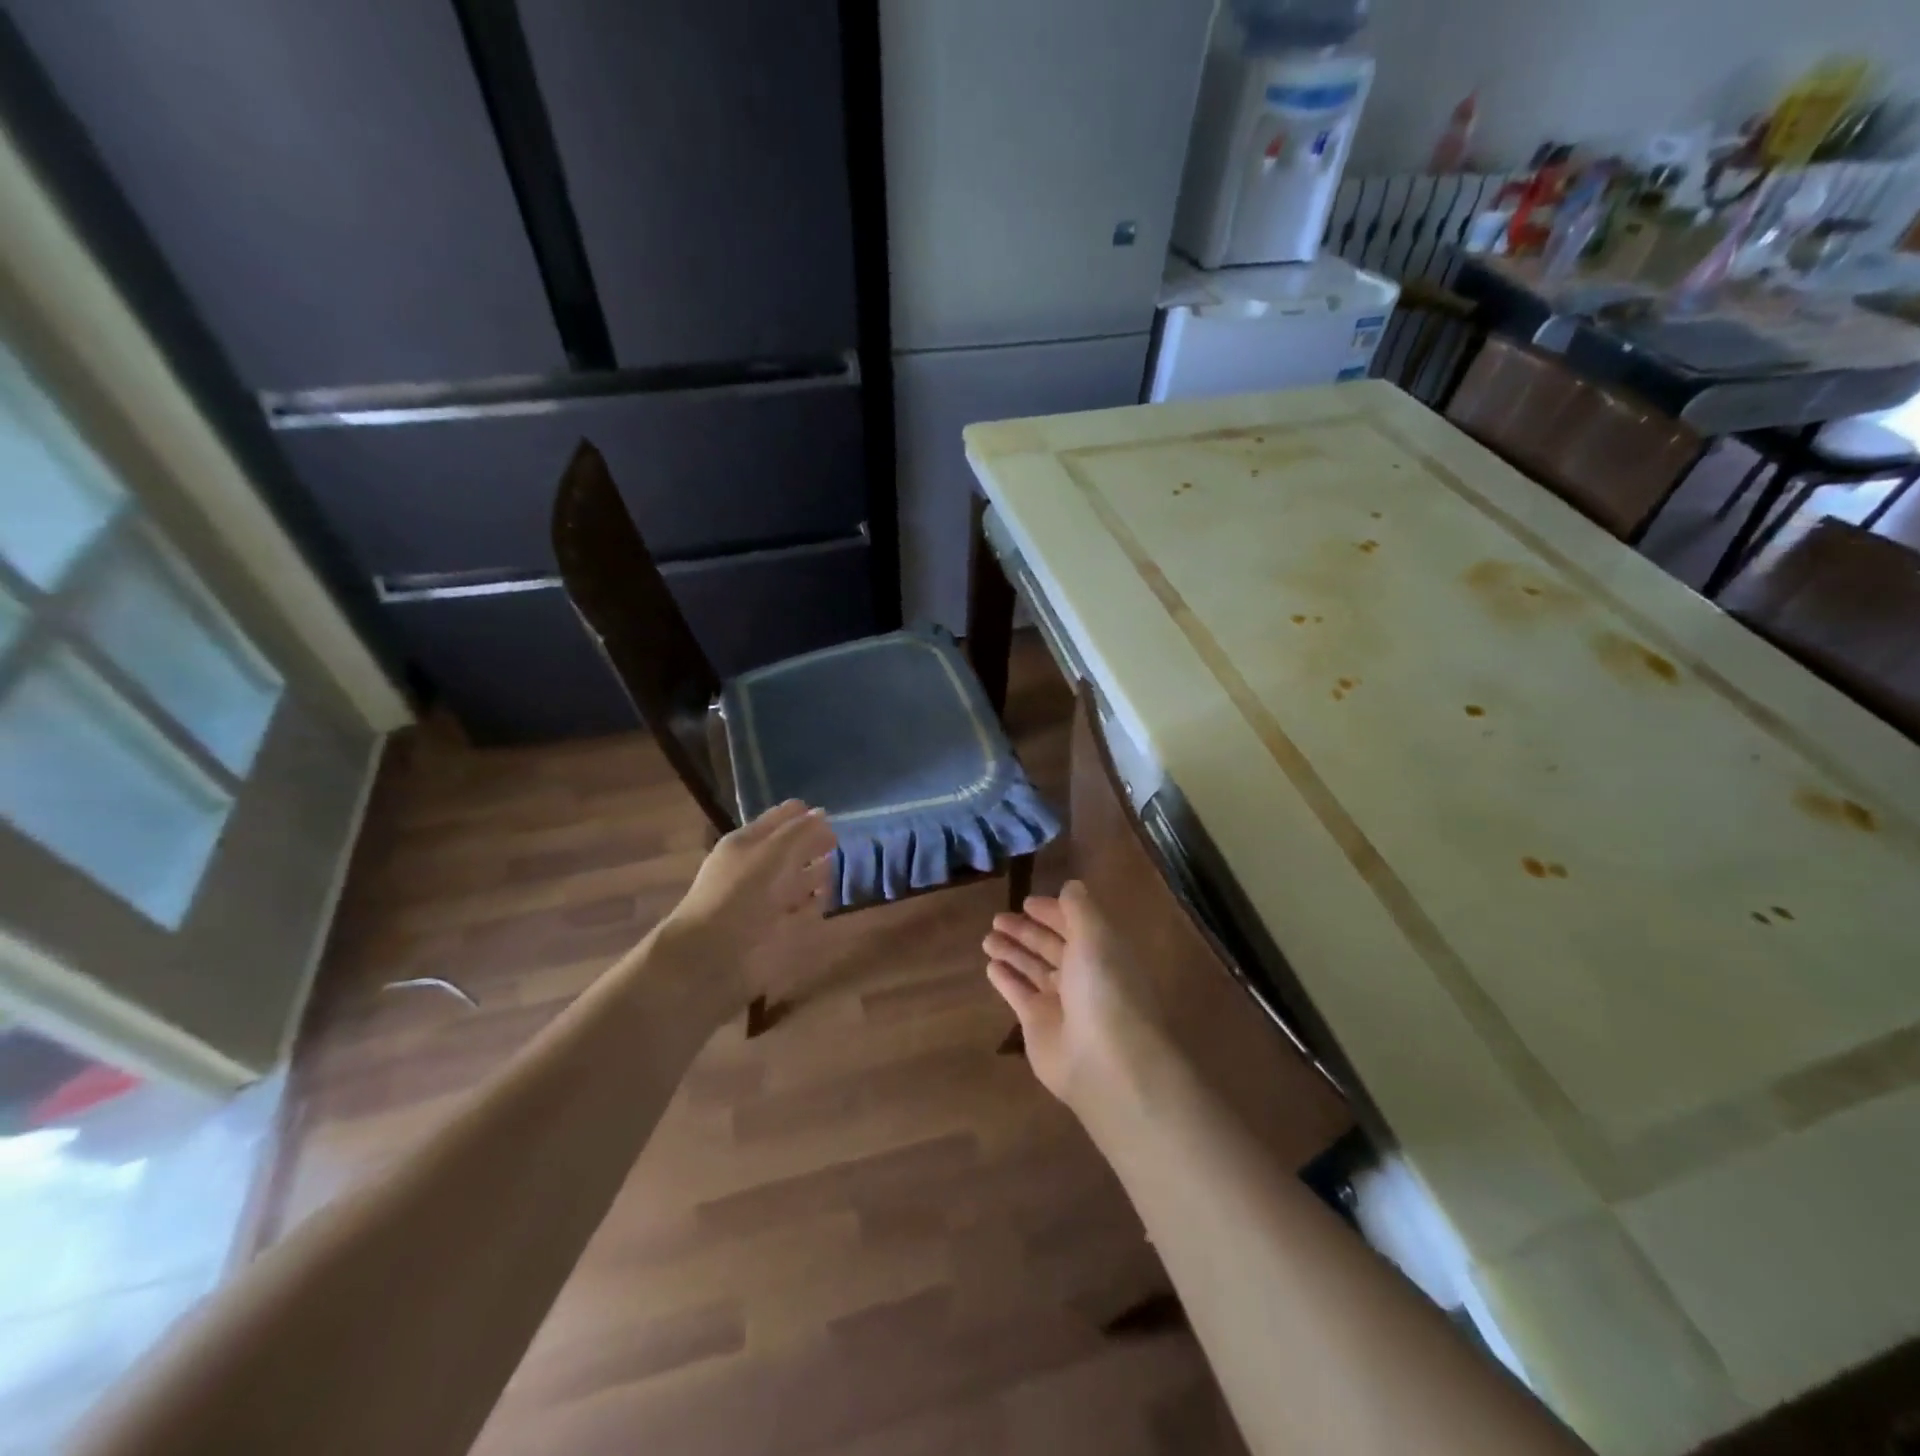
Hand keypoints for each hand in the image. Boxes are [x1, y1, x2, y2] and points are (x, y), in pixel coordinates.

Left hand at [662, 801, 836, 999]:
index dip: (807, 816)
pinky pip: (798, 910)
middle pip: (790, 849)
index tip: (833, 820)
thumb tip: (823, 813)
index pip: (782, 817)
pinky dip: (811, 906)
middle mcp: (755, 867)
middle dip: (813, 845)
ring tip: (835, 872)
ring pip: (794, 880)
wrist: (711, 956)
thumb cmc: (742, 895)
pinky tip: (824, 902)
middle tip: (839, 845)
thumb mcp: (774, 852)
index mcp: (748, 842)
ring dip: (814, 875)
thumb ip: (801, 831)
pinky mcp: (772, 929)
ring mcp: (763, 899)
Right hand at [982, 880, 1165, 1116]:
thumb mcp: (1095, 937)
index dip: (1053, 912)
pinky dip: (1006, 979)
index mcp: (1103, 952)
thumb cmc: (1104, 989)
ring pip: (1033, 968)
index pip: (1075, 924)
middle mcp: (1084, 975)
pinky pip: (1019, 994)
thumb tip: (1071, 885)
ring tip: (987, 937)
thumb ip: (1079, 909)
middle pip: (1051, 946)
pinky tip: (990, 965)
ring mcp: (1061, 1002)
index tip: (1027, 901)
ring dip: (1012, 951)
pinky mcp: (1039, 1025)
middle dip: (1026, 931)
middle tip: (997, 917)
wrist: (1105, 1062)